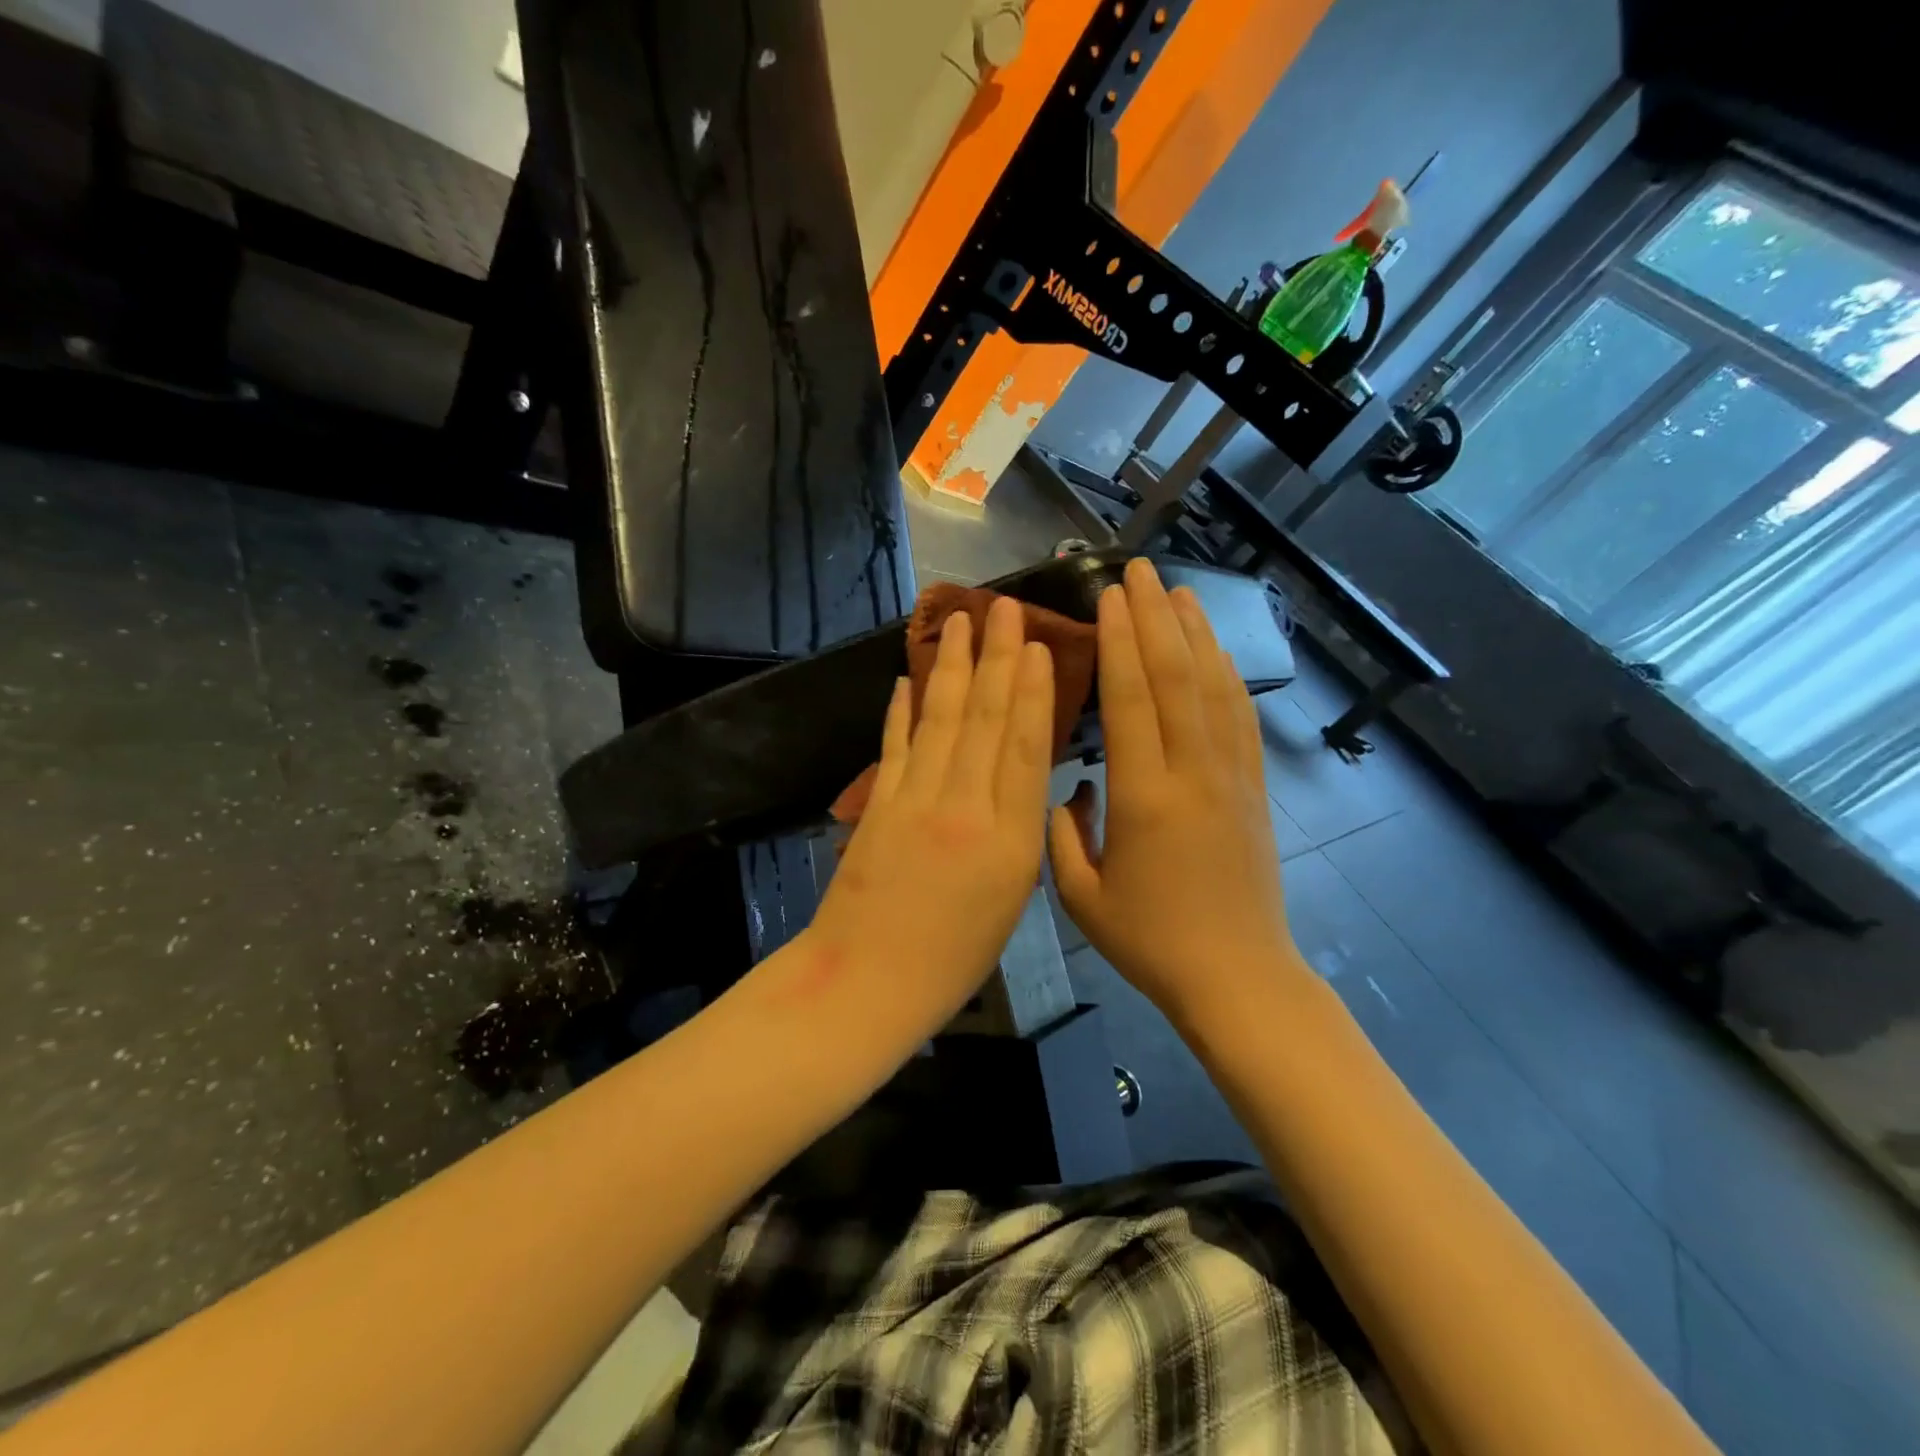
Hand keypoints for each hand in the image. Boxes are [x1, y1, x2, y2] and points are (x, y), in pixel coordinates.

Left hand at [806, 597, 1055, 1014]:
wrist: (871, 980)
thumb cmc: (956, 957)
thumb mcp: (1012, 898)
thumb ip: (1020, 832)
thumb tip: (1022, 776)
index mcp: (1008, 838)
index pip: (1022, 747)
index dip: (1031, 691)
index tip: (1036, 645)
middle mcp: (962, 806)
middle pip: (981, 719)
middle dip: (994, 658)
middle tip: (1002, 607)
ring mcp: (913, 800)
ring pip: (938, 720)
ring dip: (949, 667)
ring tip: (958, 622)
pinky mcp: (877, 805)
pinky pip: (894, 746)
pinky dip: (901, 710)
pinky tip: (908, 678)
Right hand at [1049, 559, 1297, 1021]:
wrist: (1236, 976)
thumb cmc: (1150, 941)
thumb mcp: (1081, 897)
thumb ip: (1063, 833)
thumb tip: (1072, 787)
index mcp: (1143, 797)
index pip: (1131, 698)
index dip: (1120, 641)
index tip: (1107, 597)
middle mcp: (1192, 772)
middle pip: (1175, 675)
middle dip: (1155, 616)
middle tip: (1138, 571)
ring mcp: (1230, 776)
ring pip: (1214, 686)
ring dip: (1195, 632)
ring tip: (1177, 590)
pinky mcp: (1253, 788)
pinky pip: (1241, 717)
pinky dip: (1226, 674)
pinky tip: (1214, 649)